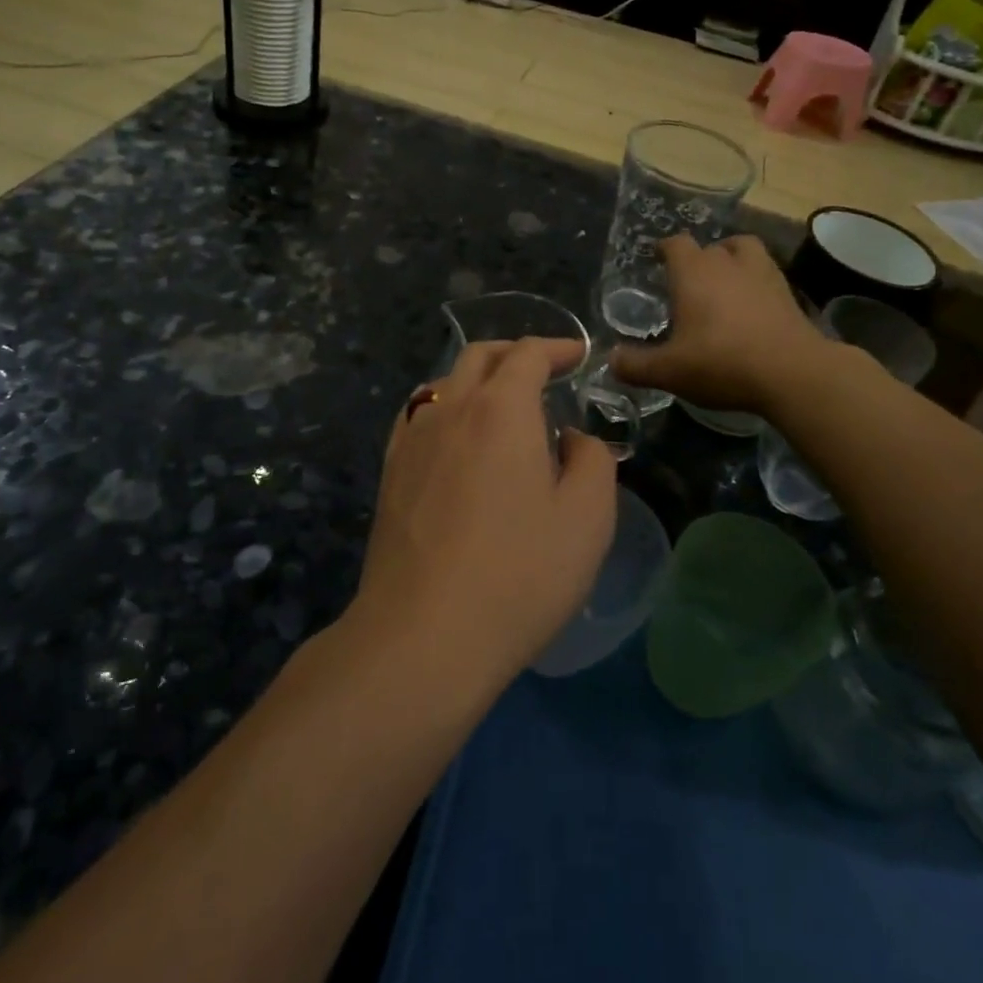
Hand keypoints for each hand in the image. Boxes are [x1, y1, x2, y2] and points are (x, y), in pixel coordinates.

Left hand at [356, 339, 617, 682]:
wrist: (423, 634)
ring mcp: (412, 438)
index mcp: (500, 409)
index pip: (528, 354)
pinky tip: (457, 439)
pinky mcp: (390, 471)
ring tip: (502, 405)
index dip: (558, 347)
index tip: (581, 357)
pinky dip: (446, 407)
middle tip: (545, 371)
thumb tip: (571, 438)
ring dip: (478, 379)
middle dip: (516, 353)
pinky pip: (419, 415)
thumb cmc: (519, 573)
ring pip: (444, 382)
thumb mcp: (587, 518)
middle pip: (480, 356)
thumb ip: (592, 460)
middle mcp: (450, 408)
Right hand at [610, 235, 824, 413]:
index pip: (675, 244)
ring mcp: (762, 273)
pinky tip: (751, 304)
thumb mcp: (669, 371)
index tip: (657, 258)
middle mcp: (726, 263)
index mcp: (693, 273)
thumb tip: (610, 360)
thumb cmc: (721, 363)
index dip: (664, 249)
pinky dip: (755, 280)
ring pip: (743, 250)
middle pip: (708, 246)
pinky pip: (766, 273)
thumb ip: (635, 365)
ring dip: (731, 258)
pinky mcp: (787, 292)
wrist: (792, 373)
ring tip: (724, 280)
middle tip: (686, 283)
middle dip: (695, 260)